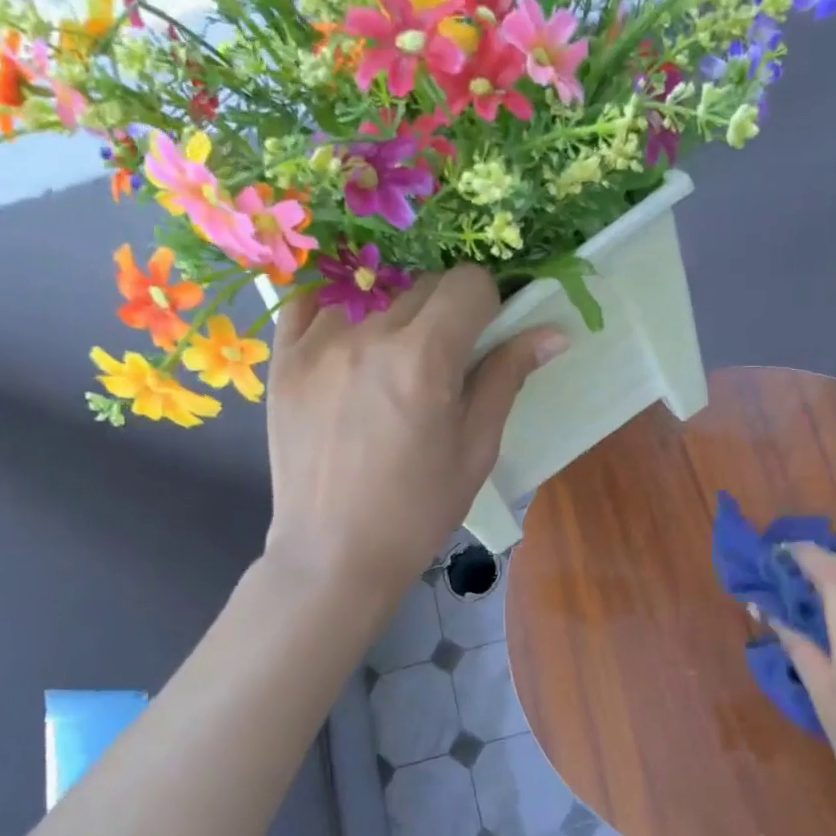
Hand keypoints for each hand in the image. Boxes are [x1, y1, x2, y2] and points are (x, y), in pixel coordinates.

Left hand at [262, 266, 563, 593]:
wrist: (333, 553)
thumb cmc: (417, 510)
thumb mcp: (476, 449)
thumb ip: (506, 378)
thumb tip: (552, 333)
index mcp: (424, 360)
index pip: (468, 284)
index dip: (488, 304)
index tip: (486, 334)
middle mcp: (368, 336)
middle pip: (424, 282)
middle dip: (447, 308)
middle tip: (446, 356)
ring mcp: (317, 342)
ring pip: (372, 287)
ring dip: (396, 309)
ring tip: (394, 357)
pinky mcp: (283, 357)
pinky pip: (310, 300)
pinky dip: (338, 306)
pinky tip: (349, 339)